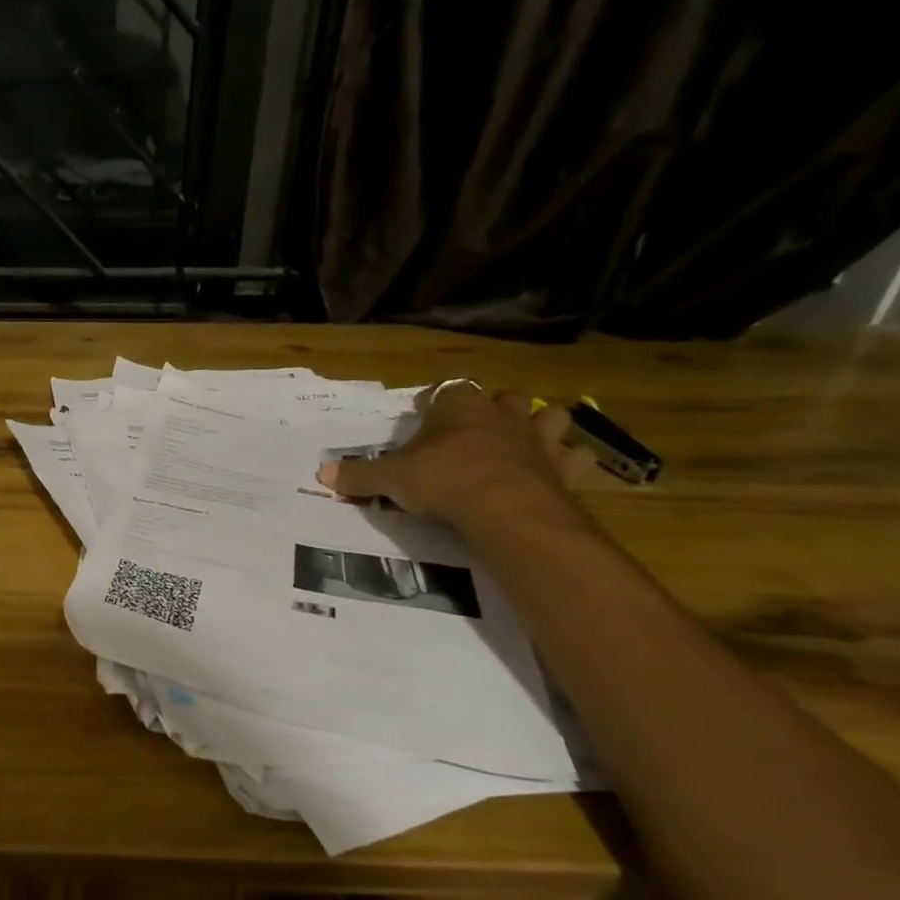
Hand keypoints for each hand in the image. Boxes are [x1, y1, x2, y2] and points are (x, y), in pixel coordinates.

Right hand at [317, 382, 596, 530]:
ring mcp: (539, 439)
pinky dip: (571, 463)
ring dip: (542, 425)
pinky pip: (578, 458)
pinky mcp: (565, 469)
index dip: (436, 401)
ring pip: (550, 417)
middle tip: (479, 427)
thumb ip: (358, 475)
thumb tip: (321, 473)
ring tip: (528, 441)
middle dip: (496, 407)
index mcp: (458, 408)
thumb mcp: (390, 479)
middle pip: (505, 397)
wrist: (505, 508)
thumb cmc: (442, 480)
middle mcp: (501, 415)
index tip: (425, 412)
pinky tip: (560, 472)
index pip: (447, 391)